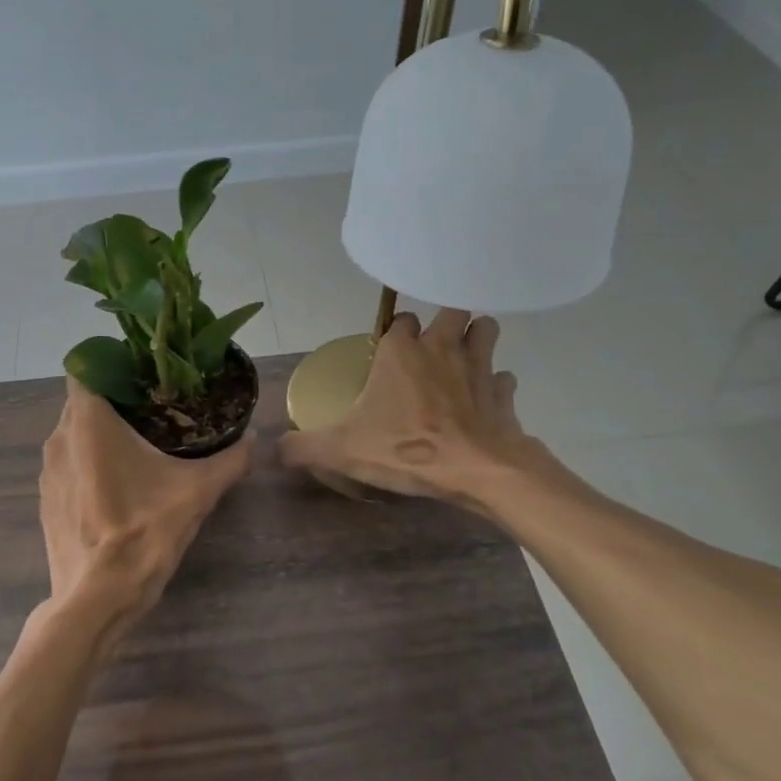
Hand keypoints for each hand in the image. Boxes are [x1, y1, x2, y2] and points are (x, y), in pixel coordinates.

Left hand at [40, 379, 254, 656]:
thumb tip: (255, 442)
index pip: (87, 367)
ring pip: (75, 434)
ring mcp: (47, 472)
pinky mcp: (46, 500)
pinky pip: (69, 464)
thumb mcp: (197, 493)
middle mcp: (59, 438)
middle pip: (85, 401)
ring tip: (142, 446)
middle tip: (158, 410)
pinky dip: (90, 463)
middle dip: (118, 401)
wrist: (97, 599)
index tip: (147, 378)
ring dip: (102, 434)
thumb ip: (230, 461)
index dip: (114, 364)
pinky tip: (120, 485)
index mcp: (88, 423)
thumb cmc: (143, 533)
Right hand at [280, 309, 547, 510]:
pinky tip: (485, 401)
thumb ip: (304, 446)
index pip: (400, 319)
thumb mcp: (342, 450)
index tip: (390, 352)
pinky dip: (496, 385)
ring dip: (477, 340)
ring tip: (463, 361)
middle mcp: (442, 347)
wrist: (476, 471)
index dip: (396, 332)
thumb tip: (275, 448)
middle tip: (433, 347)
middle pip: (452, 310)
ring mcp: (479, 366)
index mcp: (402, 351)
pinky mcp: (503, 393)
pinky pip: (504, 378)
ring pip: (486, 331)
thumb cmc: (406, 448)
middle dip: (445, 322)